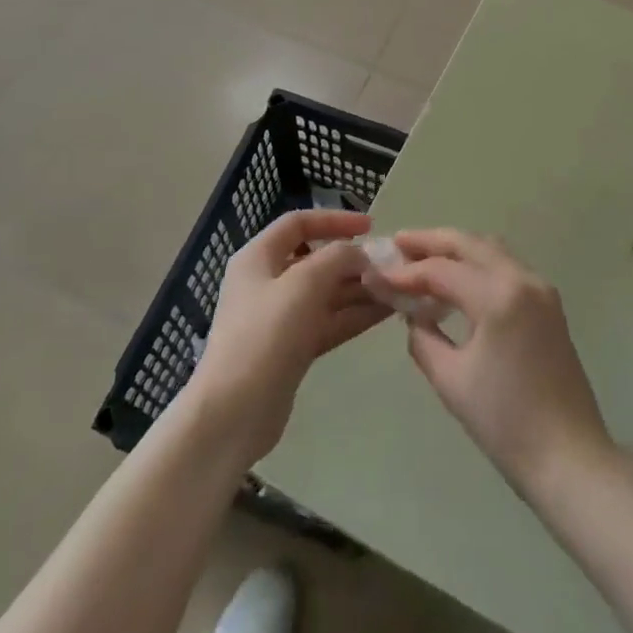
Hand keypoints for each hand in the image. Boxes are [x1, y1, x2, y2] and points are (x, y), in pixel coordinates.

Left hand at [186, 210, 390, 466]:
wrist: (234, 412)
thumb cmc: (264, 335)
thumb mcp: (303, 284)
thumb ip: (336, 258)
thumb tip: (359, 254)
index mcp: (258, 257)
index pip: (298, 223)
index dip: (334, 220)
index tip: (370, 225)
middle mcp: (268, 281)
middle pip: (316, 259)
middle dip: (353, 260)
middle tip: (390, 264)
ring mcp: (280, 317)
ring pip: (326, 293)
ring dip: (360, 289)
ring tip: (399, 287)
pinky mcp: (292, 348)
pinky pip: (329, 321)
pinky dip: (354, 315)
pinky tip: (386, 312)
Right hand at [377, 230, 612, 494]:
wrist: (570, 459)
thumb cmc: (506, 423)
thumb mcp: (451, 380)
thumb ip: (423, 337)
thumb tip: (412, 314)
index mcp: (499, 296)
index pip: (442, 270)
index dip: (405, 273)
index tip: (376, 277)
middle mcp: (523, 279)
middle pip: (469, 244)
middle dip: (430, 241)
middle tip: (397, 244)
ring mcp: (540, 289)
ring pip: (490, 250)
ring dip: (455, 249)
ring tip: (421, 258)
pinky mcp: (548, 304)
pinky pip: (505, 267)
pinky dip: (477, 265)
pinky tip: (455, 282)